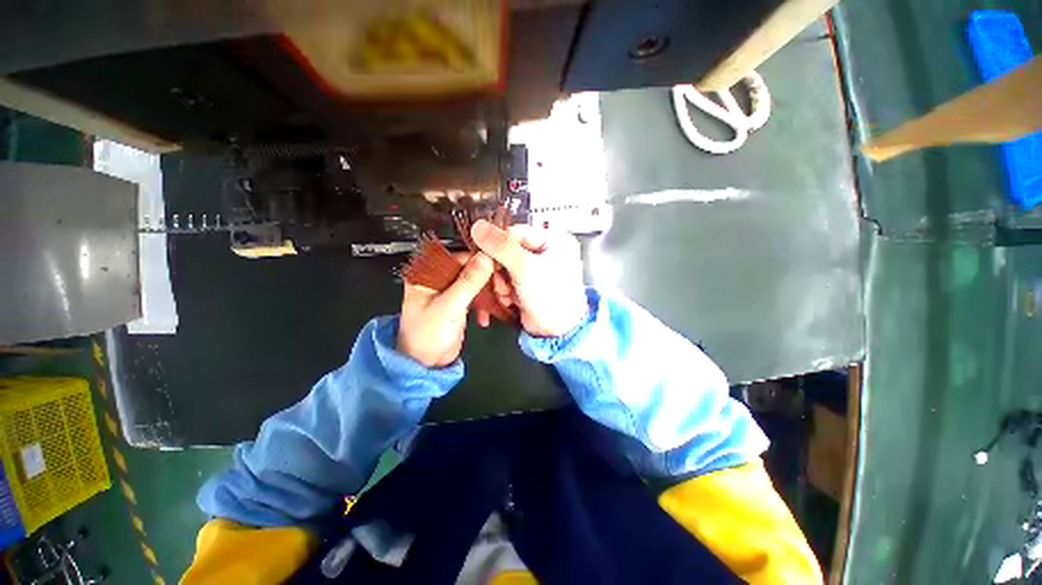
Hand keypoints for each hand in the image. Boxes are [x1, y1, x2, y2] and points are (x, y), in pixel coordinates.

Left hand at [397, 252, 494, 367]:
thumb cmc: (427, 335)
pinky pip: (477, 294)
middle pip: (470, 268)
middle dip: (487, 278)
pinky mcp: (459, 302)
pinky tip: (486, 316)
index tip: (499, 267)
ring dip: (489, 291)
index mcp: (428, 273)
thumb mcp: (448, 307)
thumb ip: (467, 282)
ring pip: (476, 281)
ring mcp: (450, 290)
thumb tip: (485, 258)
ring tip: (499, 301)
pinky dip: (485, 303)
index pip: (459, 257)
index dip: (480, 260)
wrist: (426, 364)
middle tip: (501, 288)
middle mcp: (439, 278)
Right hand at [471, 220, 587, 337]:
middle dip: (501, 269)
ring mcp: (536, 270)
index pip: (516, 232)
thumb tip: (479, 226)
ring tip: (509, 293)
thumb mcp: (525, 268)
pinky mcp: (528, 285)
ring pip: (505, 267)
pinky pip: (508, 281)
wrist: (556, 332)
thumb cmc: (550, 297)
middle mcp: (546, 253)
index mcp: (554, 241)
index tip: (486, 256)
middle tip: (502, 280)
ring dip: (501, 282)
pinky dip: (505, 291)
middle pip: (508, 251)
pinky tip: (511, 300)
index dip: (498, 244)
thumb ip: (501, 246)